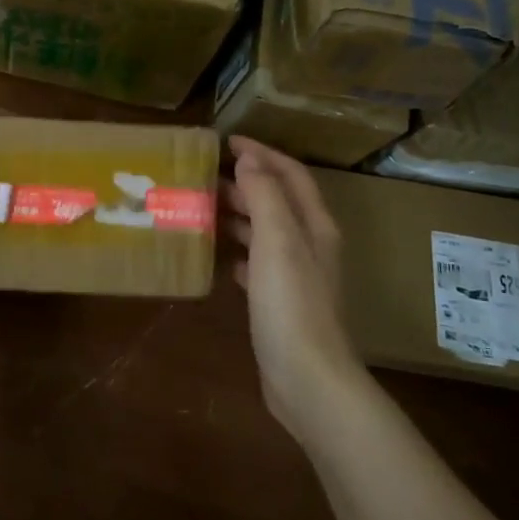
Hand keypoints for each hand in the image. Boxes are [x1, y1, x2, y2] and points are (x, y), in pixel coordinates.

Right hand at [222, 137, 357, 438]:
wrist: (307, 377)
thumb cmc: (291, 304)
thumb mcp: (277, 241)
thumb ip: (265, 196)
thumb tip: (250, 159)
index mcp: (313, 226)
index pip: (291, 175)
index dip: (263, 154)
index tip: (227, 141)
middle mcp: (309, 246)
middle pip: (279, 201)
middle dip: (247, 182)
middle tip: (206, 175)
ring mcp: (296, 277)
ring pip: (267, 232)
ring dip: (240, 215)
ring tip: (205, 208)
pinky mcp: (280, 303)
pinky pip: (257, 265)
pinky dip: (240, 252)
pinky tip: (220, 257)